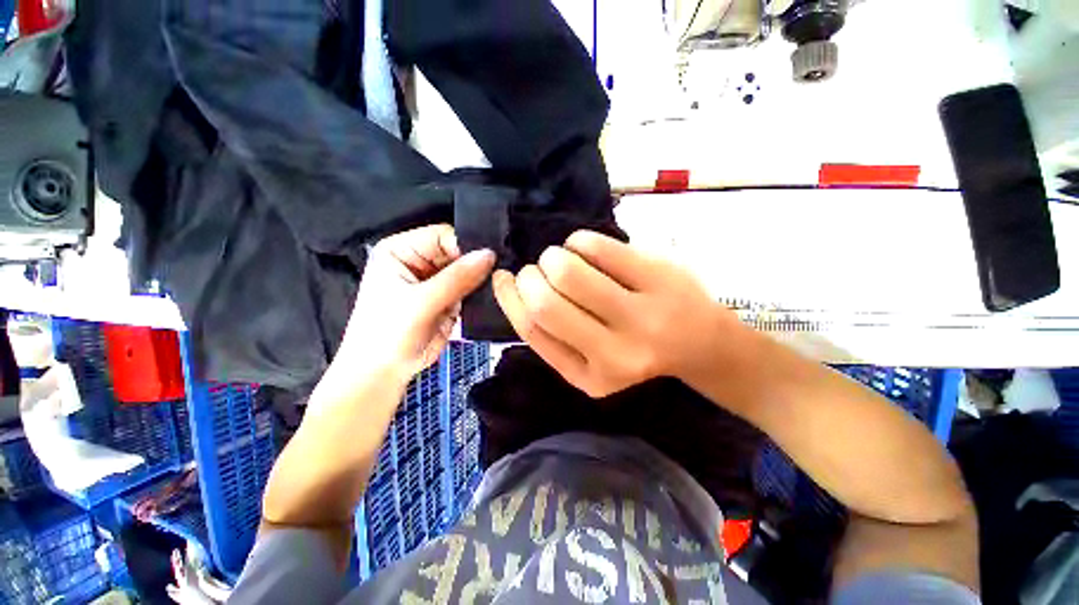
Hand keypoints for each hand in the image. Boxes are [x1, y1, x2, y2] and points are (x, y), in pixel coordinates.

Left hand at [339, 224, 494, 380]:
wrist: (384, 372)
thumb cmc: (390, 333)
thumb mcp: (421, 302)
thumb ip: (457, 278)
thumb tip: (489, 254)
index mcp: (402, 250)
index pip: (442, 236)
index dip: (466, 246)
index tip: (490, 260)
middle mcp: (420, 261)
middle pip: (457, 252)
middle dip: (476, 263)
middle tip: (501, 272)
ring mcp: (436, 281)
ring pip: (467, 271)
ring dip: (480, 279)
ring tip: (499, 285)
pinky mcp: (448, 298)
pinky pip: (470, 289)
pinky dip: (480, 293)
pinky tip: (493, 296)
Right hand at [492, 230, 743, 397]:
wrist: (700, 342)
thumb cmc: (636, 347)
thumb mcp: (590, 359)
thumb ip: (555, 335)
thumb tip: (516, 290)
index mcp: (589, 377)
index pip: (533, 332)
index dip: (509, 299)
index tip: (503, 278)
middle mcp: (615, 355)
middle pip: (545, 303)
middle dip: (530, 276)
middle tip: (536, 269)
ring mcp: (642, 316)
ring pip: (568, 272)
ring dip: (553, 256)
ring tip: (561, 258)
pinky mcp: (659, 278)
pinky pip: (599, 247)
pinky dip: (580, 240)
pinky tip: (585, 248)